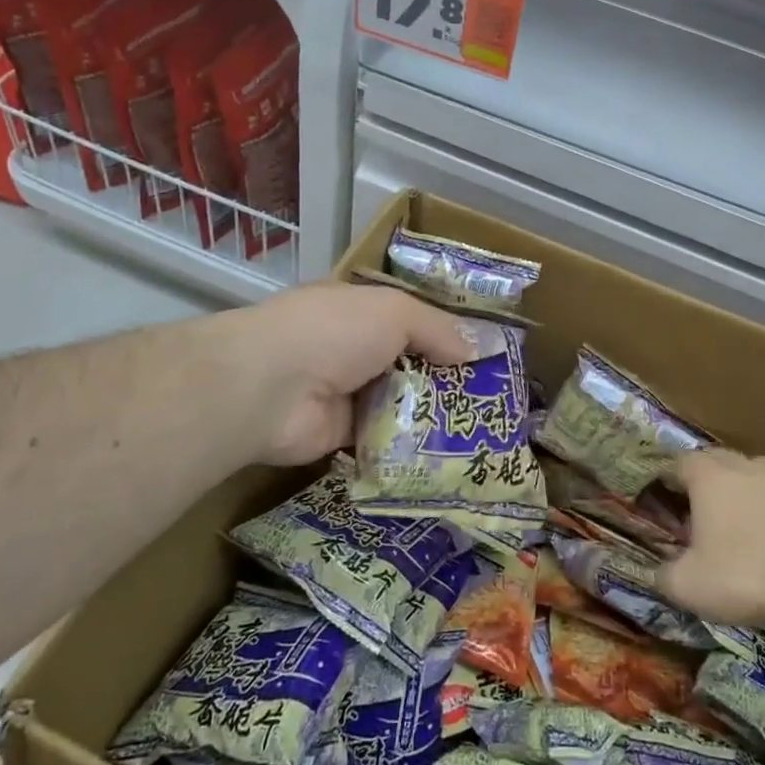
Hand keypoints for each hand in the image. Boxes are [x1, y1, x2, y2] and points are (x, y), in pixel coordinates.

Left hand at [221, 283, 473, 465]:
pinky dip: (410, 445)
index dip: (446, 333)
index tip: (486, 354)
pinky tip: (448, 454)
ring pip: (400, 402)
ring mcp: (346, 392)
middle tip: (494, 399)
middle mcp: (353, 348)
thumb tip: (480, 348)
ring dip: (432, 414)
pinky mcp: (342, 434)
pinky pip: (386, 437)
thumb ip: (438, 329)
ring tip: (482, 430)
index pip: (411, 319)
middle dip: (447, 378)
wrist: (270, 389)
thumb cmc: (334, 332)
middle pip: (410, 362)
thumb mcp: (395, 312)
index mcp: (360, 309)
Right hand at [658, 449, 764, 630]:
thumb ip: (662, 575)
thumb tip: (656, 571)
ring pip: (753, 471)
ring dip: (742, 488)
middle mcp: (744, 465)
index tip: (664, 502)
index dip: (668, 480)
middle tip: (698, 511)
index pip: (678, 463)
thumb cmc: (745, 576)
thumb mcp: (688, 586)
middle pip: (715, 460)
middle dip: (704, 479)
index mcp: (708, 476)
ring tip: (740, 518)